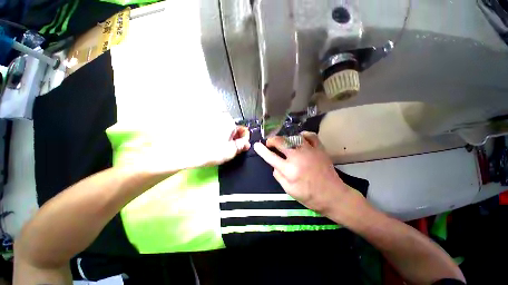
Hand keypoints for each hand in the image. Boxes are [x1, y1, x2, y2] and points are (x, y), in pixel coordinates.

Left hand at [112, 125, 249, 174]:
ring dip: (221, 135)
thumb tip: (246, 143)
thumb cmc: (207, 152)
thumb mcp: (229, 152)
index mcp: (229, 122)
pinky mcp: (198, 120)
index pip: (242, 130)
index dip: (242, 140)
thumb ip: (240, 146)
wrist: (180, 151)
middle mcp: (219, 115)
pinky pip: (210, 126)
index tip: (238, 147)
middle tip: (224, 148)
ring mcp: (208, 116)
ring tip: (213, 146)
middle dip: (231, 138)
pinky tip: (205, 141)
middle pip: (231, 128)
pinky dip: (211, 133)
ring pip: (220, 127)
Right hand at [253, 132, 351, 214]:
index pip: (271, 157)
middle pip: (281, 142)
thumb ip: (278, 176)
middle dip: (272, 140)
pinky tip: (300, 137)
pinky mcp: (319, 149)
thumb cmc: (309, 196)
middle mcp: (298, 157)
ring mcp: (310, 151)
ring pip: (293, 137)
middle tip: (270, 143)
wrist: (333, 195)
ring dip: (286, 138)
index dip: (262, 150)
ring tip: (284, 143)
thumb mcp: (289, 190)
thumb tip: (274, 164)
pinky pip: (310, 136)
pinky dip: (303, 134)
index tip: (257, 145)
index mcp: (289, 170)